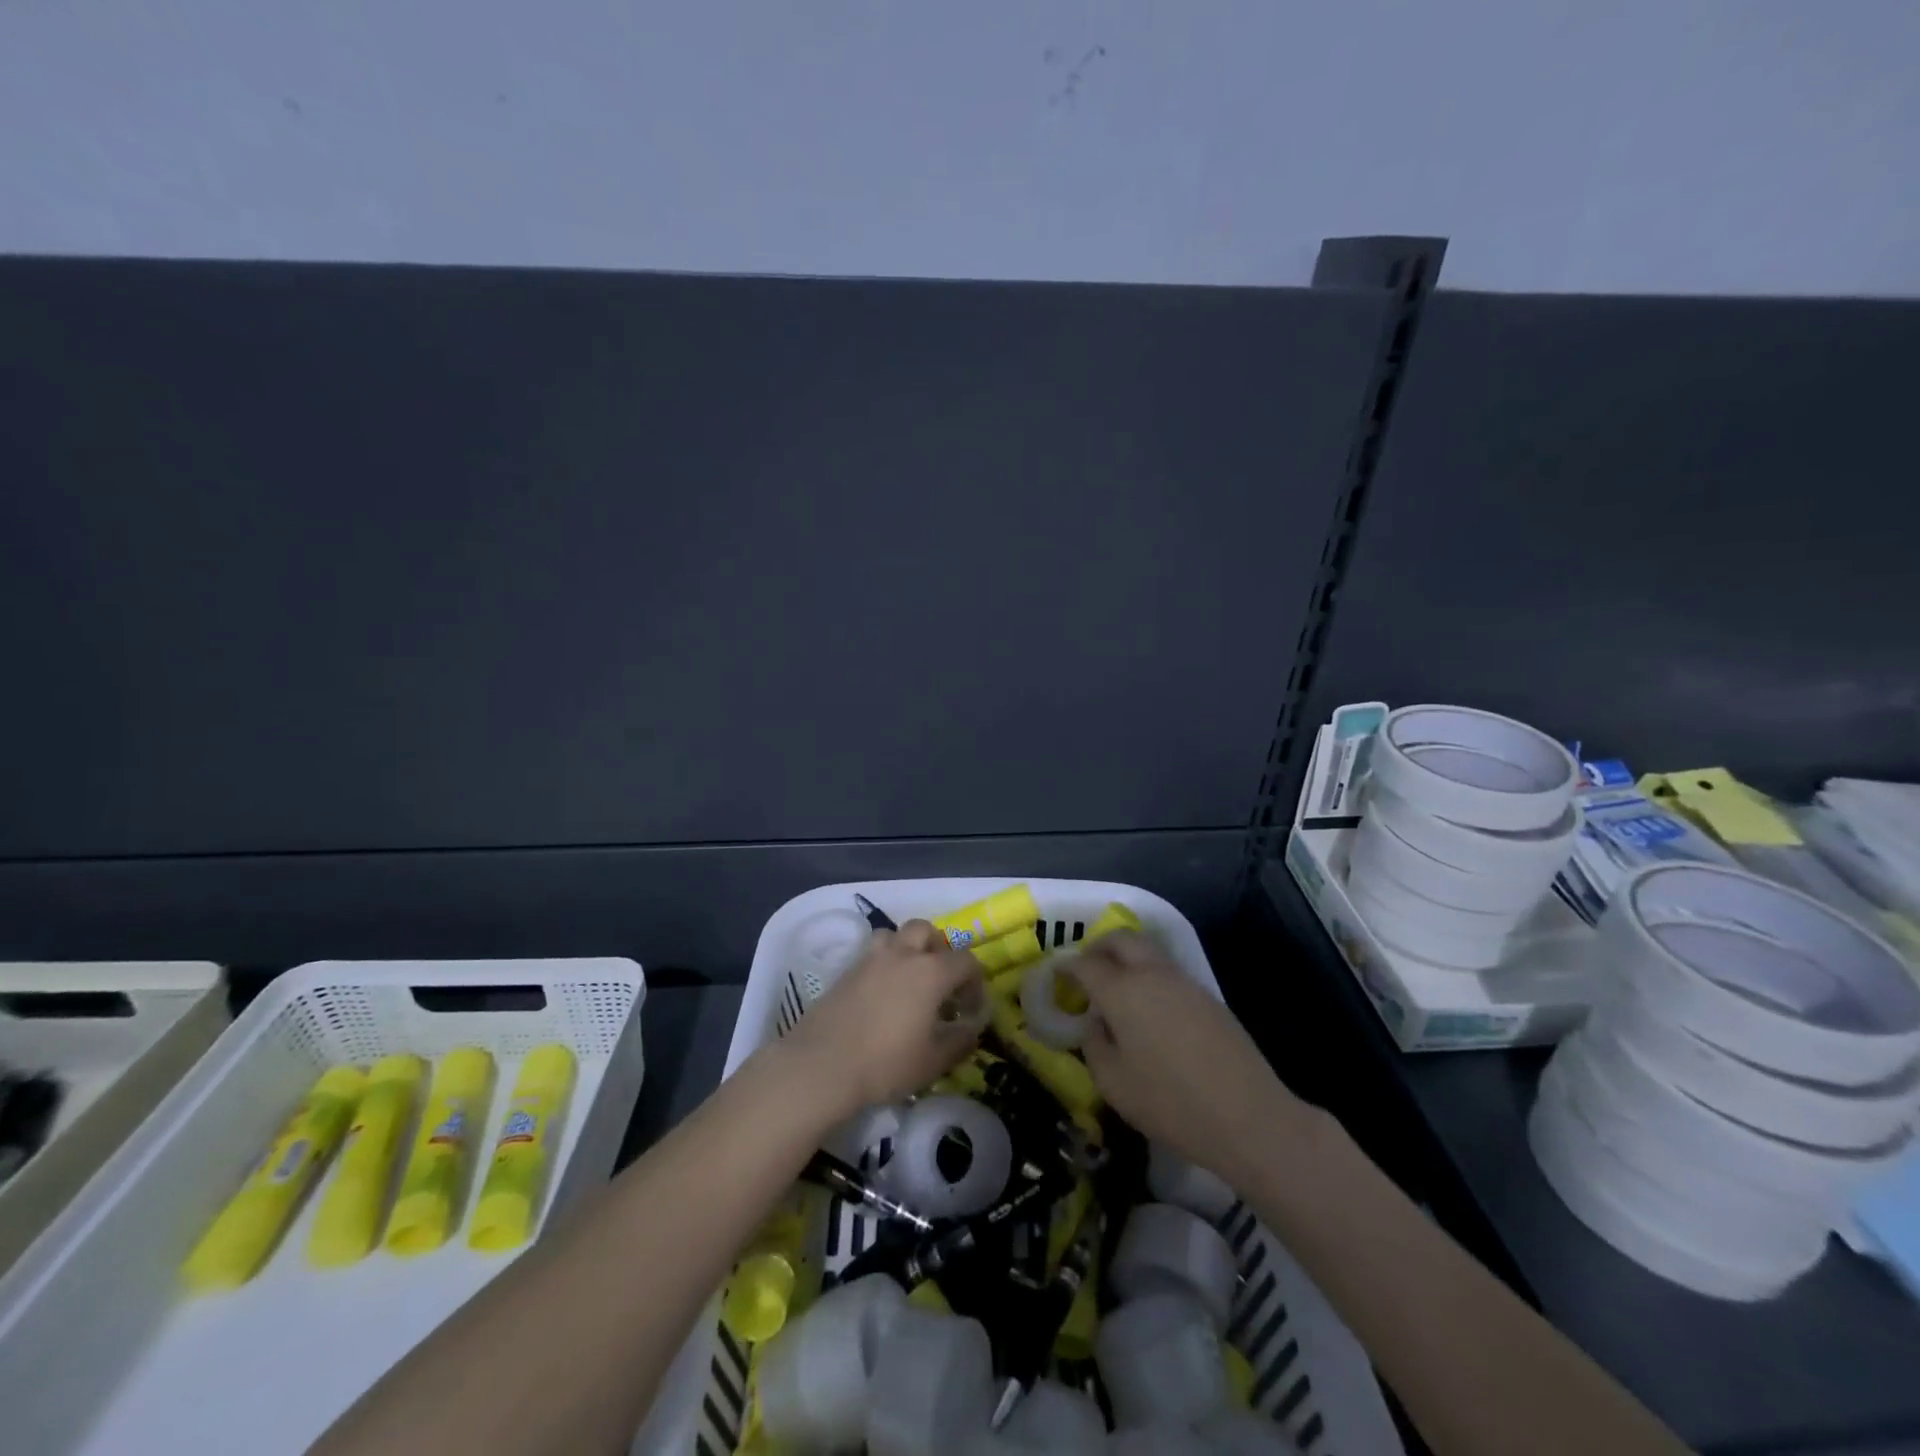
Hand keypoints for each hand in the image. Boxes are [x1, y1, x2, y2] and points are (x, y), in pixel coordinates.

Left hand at [779, 919, 983, 1118]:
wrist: (822, 1066)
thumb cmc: (886, 1063)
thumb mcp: (934, 1061)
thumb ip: (960, 1041)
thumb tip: (972, 1028)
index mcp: (931, 972)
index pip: (965, 960)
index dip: (975, 982)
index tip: (970, 1009)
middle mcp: (902, 955)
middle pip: (926, 930)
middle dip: (939, 949)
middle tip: (939, 981)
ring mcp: (870, 959)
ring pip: (893, 935)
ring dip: (906, 948)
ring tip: (908, 979)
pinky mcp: (845, 971)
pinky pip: (871, 954)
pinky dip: (882, 964)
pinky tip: (881, 995)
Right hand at [1071, 930, 1310, 1190]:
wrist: (1248, 1115)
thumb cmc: (1170, 1102)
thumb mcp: (1114, 1084)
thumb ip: (1094, 1046)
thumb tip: (1096, 1024)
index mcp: (1122, 990)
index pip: (1085, 963)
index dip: (1066, 966)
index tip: (1055, 975)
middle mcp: (1152, 974)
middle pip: (1121, 939)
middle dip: (1098, 947)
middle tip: (1086, 969)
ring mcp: (1184, 982)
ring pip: (1148, 951)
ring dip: (1126, 959)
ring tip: (1116, 990)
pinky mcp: (1208, 997)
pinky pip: (1168, 972)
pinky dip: (1149, 976)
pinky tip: (1149, 1010)